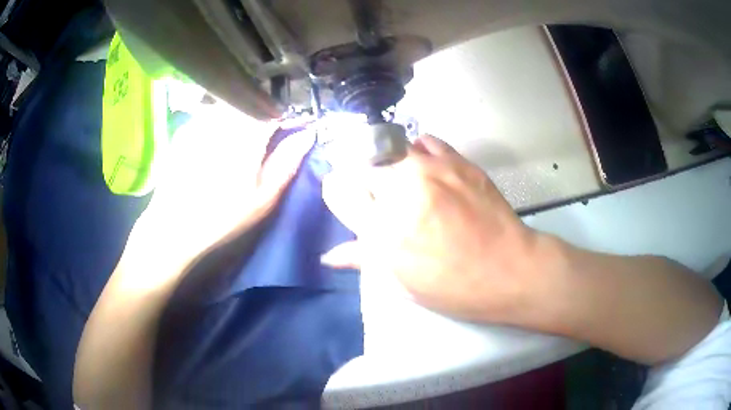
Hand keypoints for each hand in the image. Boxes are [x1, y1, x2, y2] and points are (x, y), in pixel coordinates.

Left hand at [129, 100, 313, 271]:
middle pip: (250, 105)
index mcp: (247, 135)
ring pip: (229, 108)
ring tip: (236, 144)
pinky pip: (208, 116)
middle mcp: (224, 120)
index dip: (284, 119)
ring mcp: (201, 122)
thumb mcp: (263, 197)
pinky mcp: (185, 131)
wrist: (174, 226)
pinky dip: (217, 124)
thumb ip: (287, 161)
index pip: (274, 112)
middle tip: (260, 141)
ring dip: (239, 118)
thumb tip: (308, 134)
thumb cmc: (223, 217)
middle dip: (260, 117)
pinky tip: (213, 147)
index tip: (288, 131)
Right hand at [321, 135, 554, 322]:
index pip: (340, 193)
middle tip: (379, 196)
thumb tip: (329, 256)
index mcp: (382, 231)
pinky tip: (424, 167)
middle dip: (364, 181)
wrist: (508, 269)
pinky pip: (423, 141)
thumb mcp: (402, 283)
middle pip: (363, 167)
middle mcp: (401, 194)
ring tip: (402, 181)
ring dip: (389, 165)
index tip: (343, 195)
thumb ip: (363, 259)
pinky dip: (416, 151)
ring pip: (391, 150)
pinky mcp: (456, 161)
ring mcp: (430, 172)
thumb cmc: (453, 287)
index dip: (337, 192)